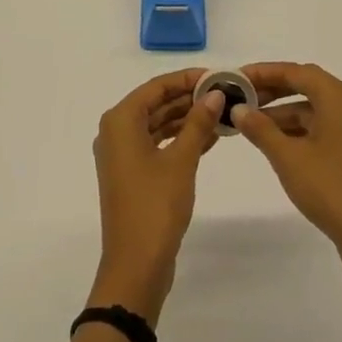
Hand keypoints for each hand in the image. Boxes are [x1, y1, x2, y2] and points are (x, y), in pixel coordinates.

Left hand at [89, 69, 223, 323]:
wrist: (135, 266)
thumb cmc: (155, 206)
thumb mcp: (181, 161)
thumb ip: (198, 123)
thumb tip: (216, 94)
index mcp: (121, 120)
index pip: (157, 86)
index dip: (187, 78)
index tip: (218, 75)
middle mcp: (116, 131)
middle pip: (156, 103)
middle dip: (189, 98)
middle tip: (225, 94)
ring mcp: (122, 154)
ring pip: (158, 124)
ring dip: (187, 119)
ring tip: (222, 114)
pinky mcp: (132, 174)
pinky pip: (157, 144)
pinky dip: (180, 139)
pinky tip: (210, 138)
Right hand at [233, 62, 341, 279]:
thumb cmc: (330, 188)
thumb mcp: (287, 157)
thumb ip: (260, 129)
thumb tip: (238, 108)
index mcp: (336, 96)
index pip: (293, 71)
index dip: (263, 72)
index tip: (235, 78)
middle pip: (304, 85)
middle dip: (271, 90)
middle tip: (240, 97)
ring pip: (311, 108)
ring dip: (281, 112)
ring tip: (249, 122)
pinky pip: (319, 126)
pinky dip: (296, 129)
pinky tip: (273, 142)